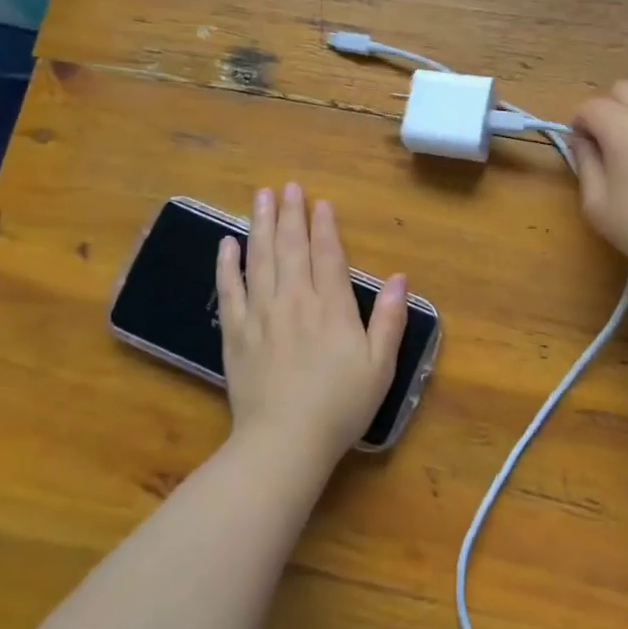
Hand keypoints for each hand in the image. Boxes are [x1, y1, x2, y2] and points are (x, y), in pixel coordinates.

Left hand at [216, 183, 407, 462]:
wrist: (284, 441)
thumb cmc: (340, 405)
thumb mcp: (380, 366)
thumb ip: (390, 319)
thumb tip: (401, 277)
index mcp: (331, 307)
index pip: (328, 255)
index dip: (324, 226)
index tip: (320, 202)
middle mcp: (295, 300)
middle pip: (291, 247)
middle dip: (289, 214)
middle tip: (286, 186)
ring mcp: (261, 314)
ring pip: (260, 259)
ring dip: (260, 225)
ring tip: (260, 197)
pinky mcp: (235, 332)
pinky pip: (229, 290)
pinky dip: (227, 264)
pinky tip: (226, 243)